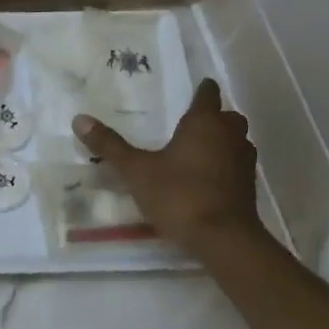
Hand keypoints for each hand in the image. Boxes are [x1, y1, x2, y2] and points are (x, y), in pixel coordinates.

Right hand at [72, 79, 263, 249]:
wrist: (223, 239)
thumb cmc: (179, 195)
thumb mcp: (136, 170)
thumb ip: (109, 145)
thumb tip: (79, 119)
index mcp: (204, 122)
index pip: (207, 93)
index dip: (200, 89)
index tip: (190, 90)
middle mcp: (230, 134)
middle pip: (226, 116)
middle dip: (211, 117)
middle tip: (187, 124)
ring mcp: (244, 160)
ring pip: (235, 140)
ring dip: (220, 141)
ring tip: (194, 150)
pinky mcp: (249, 186)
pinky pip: (236, 164)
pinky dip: (224, 165)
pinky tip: (205, 178)